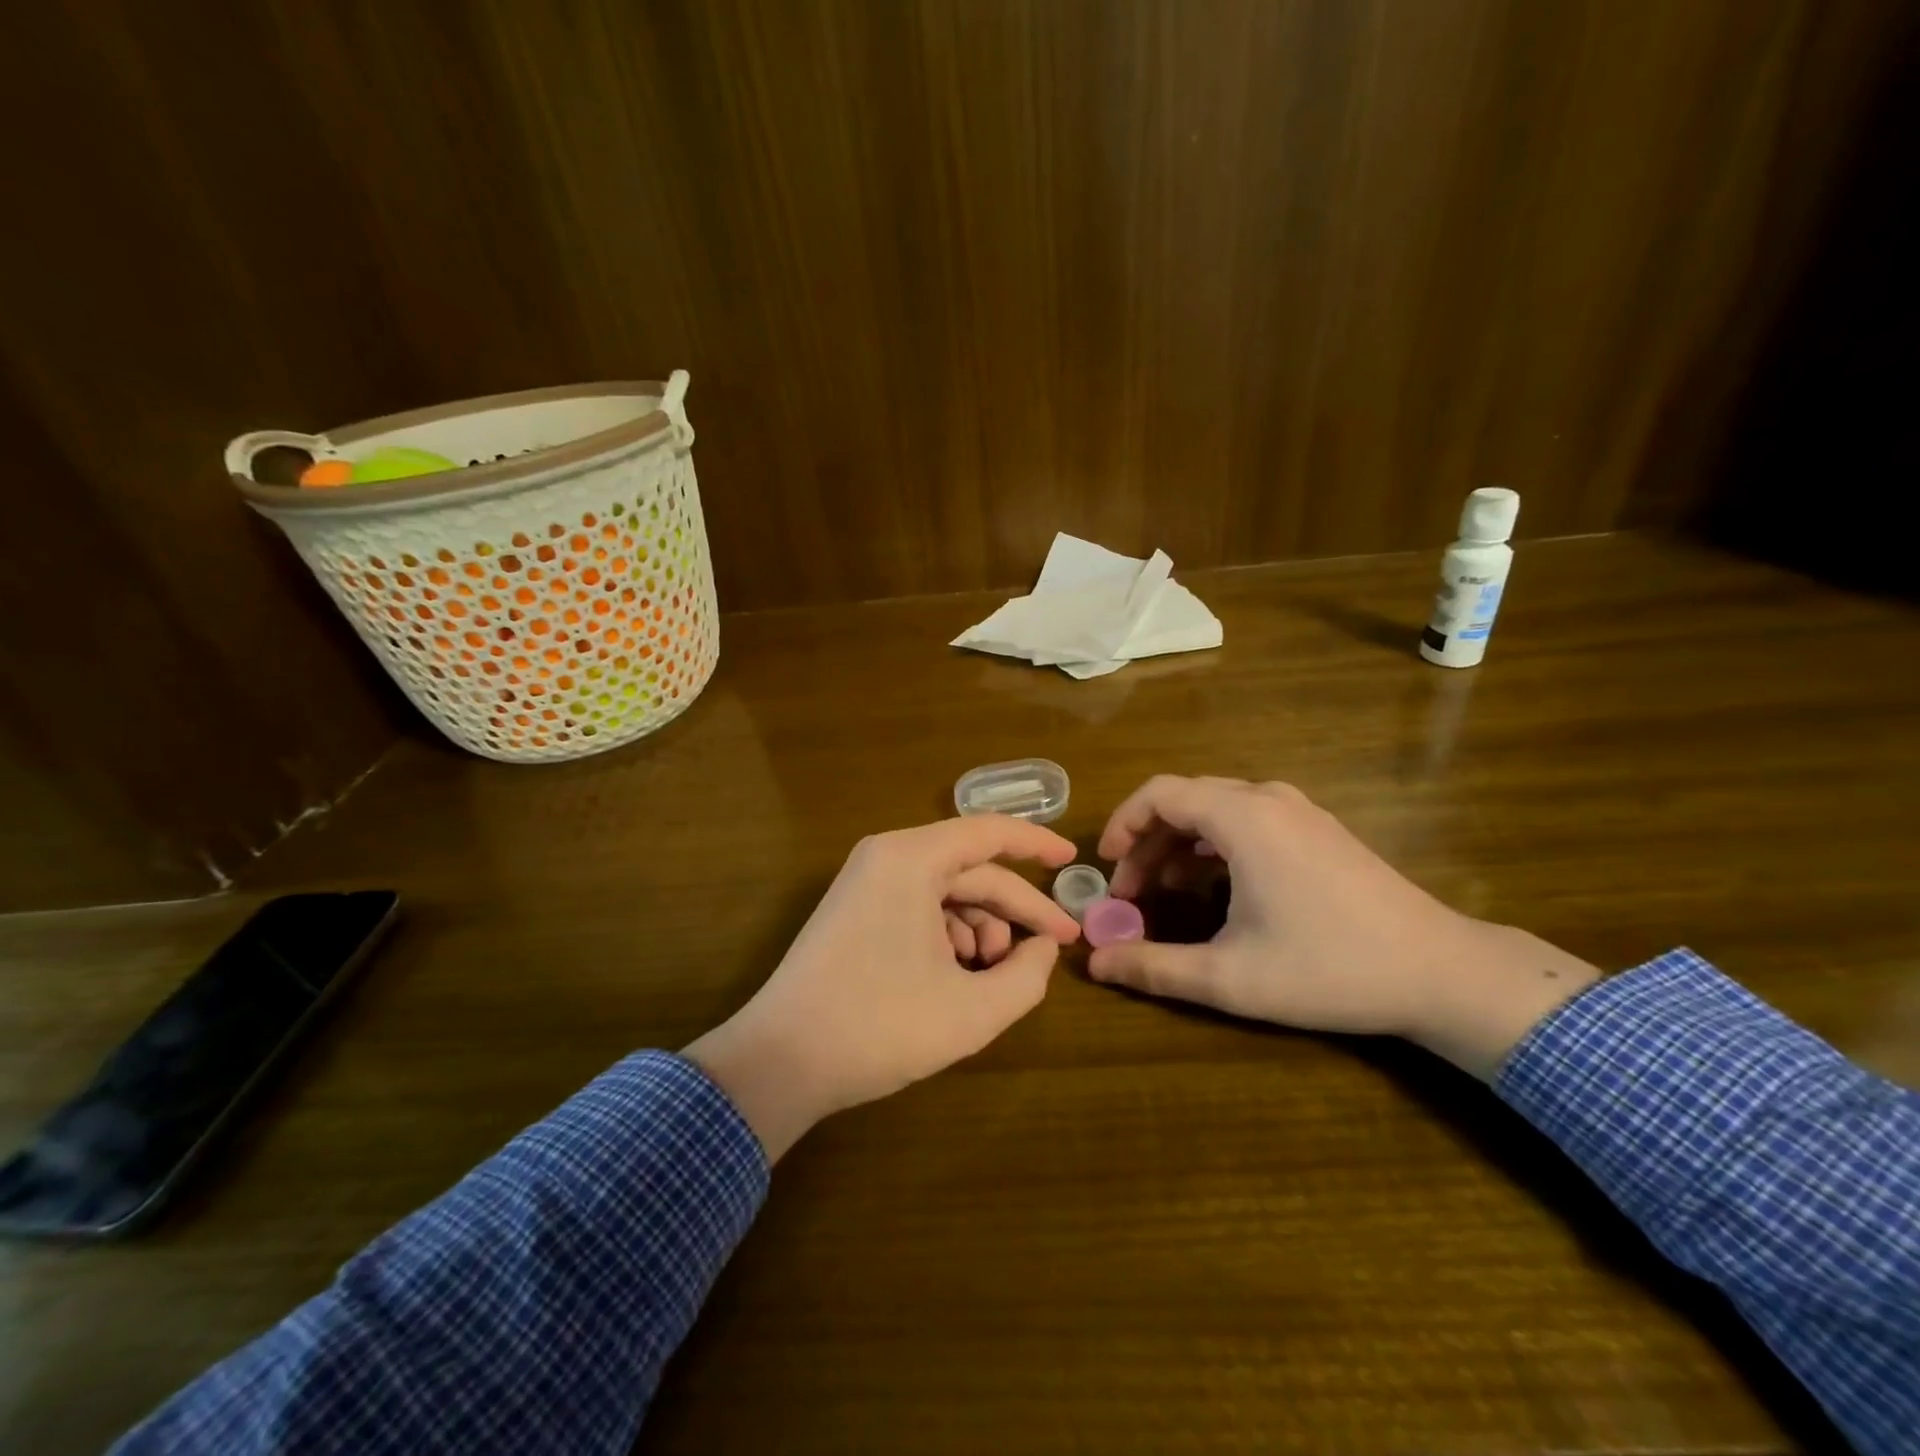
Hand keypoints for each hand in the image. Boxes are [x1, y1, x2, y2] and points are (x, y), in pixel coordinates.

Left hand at [684, 816, 1080, 1158]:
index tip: (1074, 859)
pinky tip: (957, 977)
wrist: (780, 1061)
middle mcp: (886, 858)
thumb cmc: (879, 1028)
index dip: (1037, 844)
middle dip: (1015, 908)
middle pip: (970, 870)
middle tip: (1056, 944)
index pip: (989, 832)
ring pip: (945, 893)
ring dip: (981, 928)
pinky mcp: (855, 911)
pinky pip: (918, 907)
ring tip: (994, 975)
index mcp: (910, 859)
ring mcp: (865, 883)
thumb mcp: (972, 1010)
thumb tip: (1042, 947)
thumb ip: (1026, 975)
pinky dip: (949, 936)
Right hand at [1088, 776, 1599, 1077]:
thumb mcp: (1230, 977)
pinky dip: (1214, 843)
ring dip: (1179, 842)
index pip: (1159, 793)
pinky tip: (1213, 885)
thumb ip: (1154, 967)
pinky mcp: (1319, 830)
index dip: (1122, 823)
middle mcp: (1268, 799)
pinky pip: (1248, 819)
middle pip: (1185, 799)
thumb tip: (1095, 964)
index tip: (1105, 866)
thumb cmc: (1329, 969)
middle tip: (1130, 891)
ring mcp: (1300, 811)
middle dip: (1147, 841)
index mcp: (1243, 818)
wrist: (1442, 972)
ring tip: (1163, 889)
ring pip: (1216, 808)